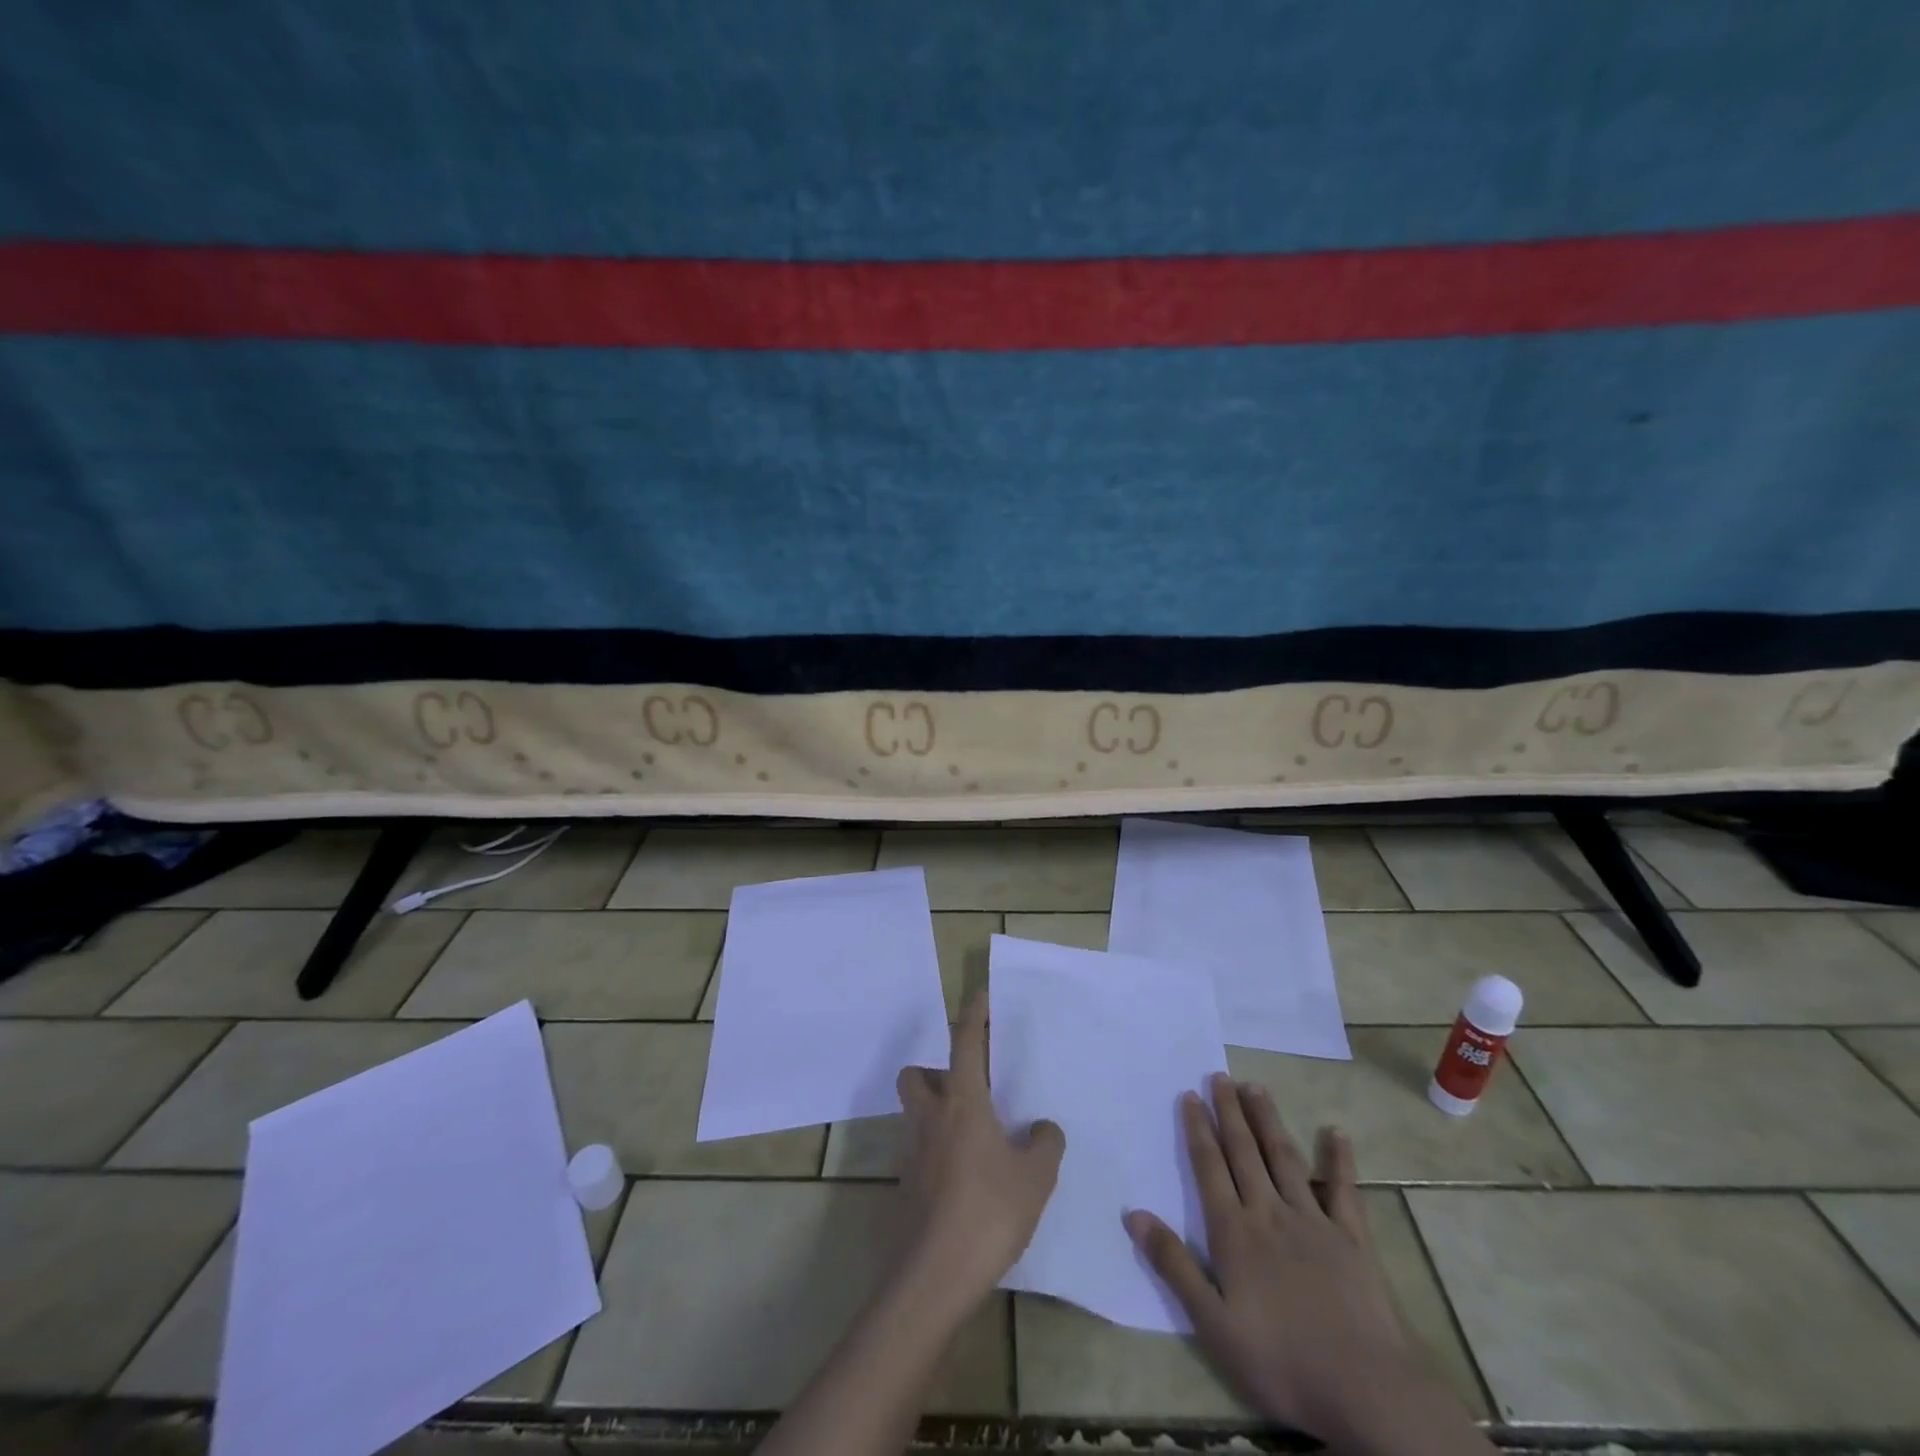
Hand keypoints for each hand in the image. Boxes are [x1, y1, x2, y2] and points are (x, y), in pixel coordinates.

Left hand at [895, 993, 1064, 1308]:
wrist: (934, 1276)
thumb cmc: (988, 1212)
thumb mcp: (1035, 1178)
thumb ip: (1044, 1144)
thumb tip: (1043, 1128)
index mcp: (962, 1102)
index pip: (965, 1043)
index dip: (973, 1016)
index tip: (979, 996)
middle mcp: (930, 1118)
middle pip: (917, 1075)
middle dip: (935, 1072)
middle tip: (968, 1089)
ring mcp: (912, 1152)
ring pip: (916, 1113)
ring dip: (937, 1112)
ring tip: (975, 1137)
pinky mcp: (905, 1185)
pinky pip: (920, 1150)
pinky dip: (938, 1151)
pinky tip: (967, 1179)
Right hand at [1124, 1076, 1423, 1439]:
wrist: (1365, 1391)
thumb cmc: (1280, 1362)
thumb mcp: (1213, 1324)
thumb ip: (1174, 1265)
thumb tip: (1133, 1213)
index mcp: (1235, 1233)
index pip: (1210, 1168)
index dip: (1198, 1130)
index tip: (1190, 1095)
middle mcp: (1270, 1213)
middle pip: (1244, 1152)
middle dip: (1229, 1112)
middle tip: (1219, 1075)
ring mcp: (1314, 1221)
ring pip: (1285, 1158)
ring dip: (1268, 1120)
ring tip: (1255, 1087)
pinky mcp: (1353, 1239)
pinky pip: (1344, 1191)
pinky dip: (1339, 1160)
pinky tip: (1336, 1133)